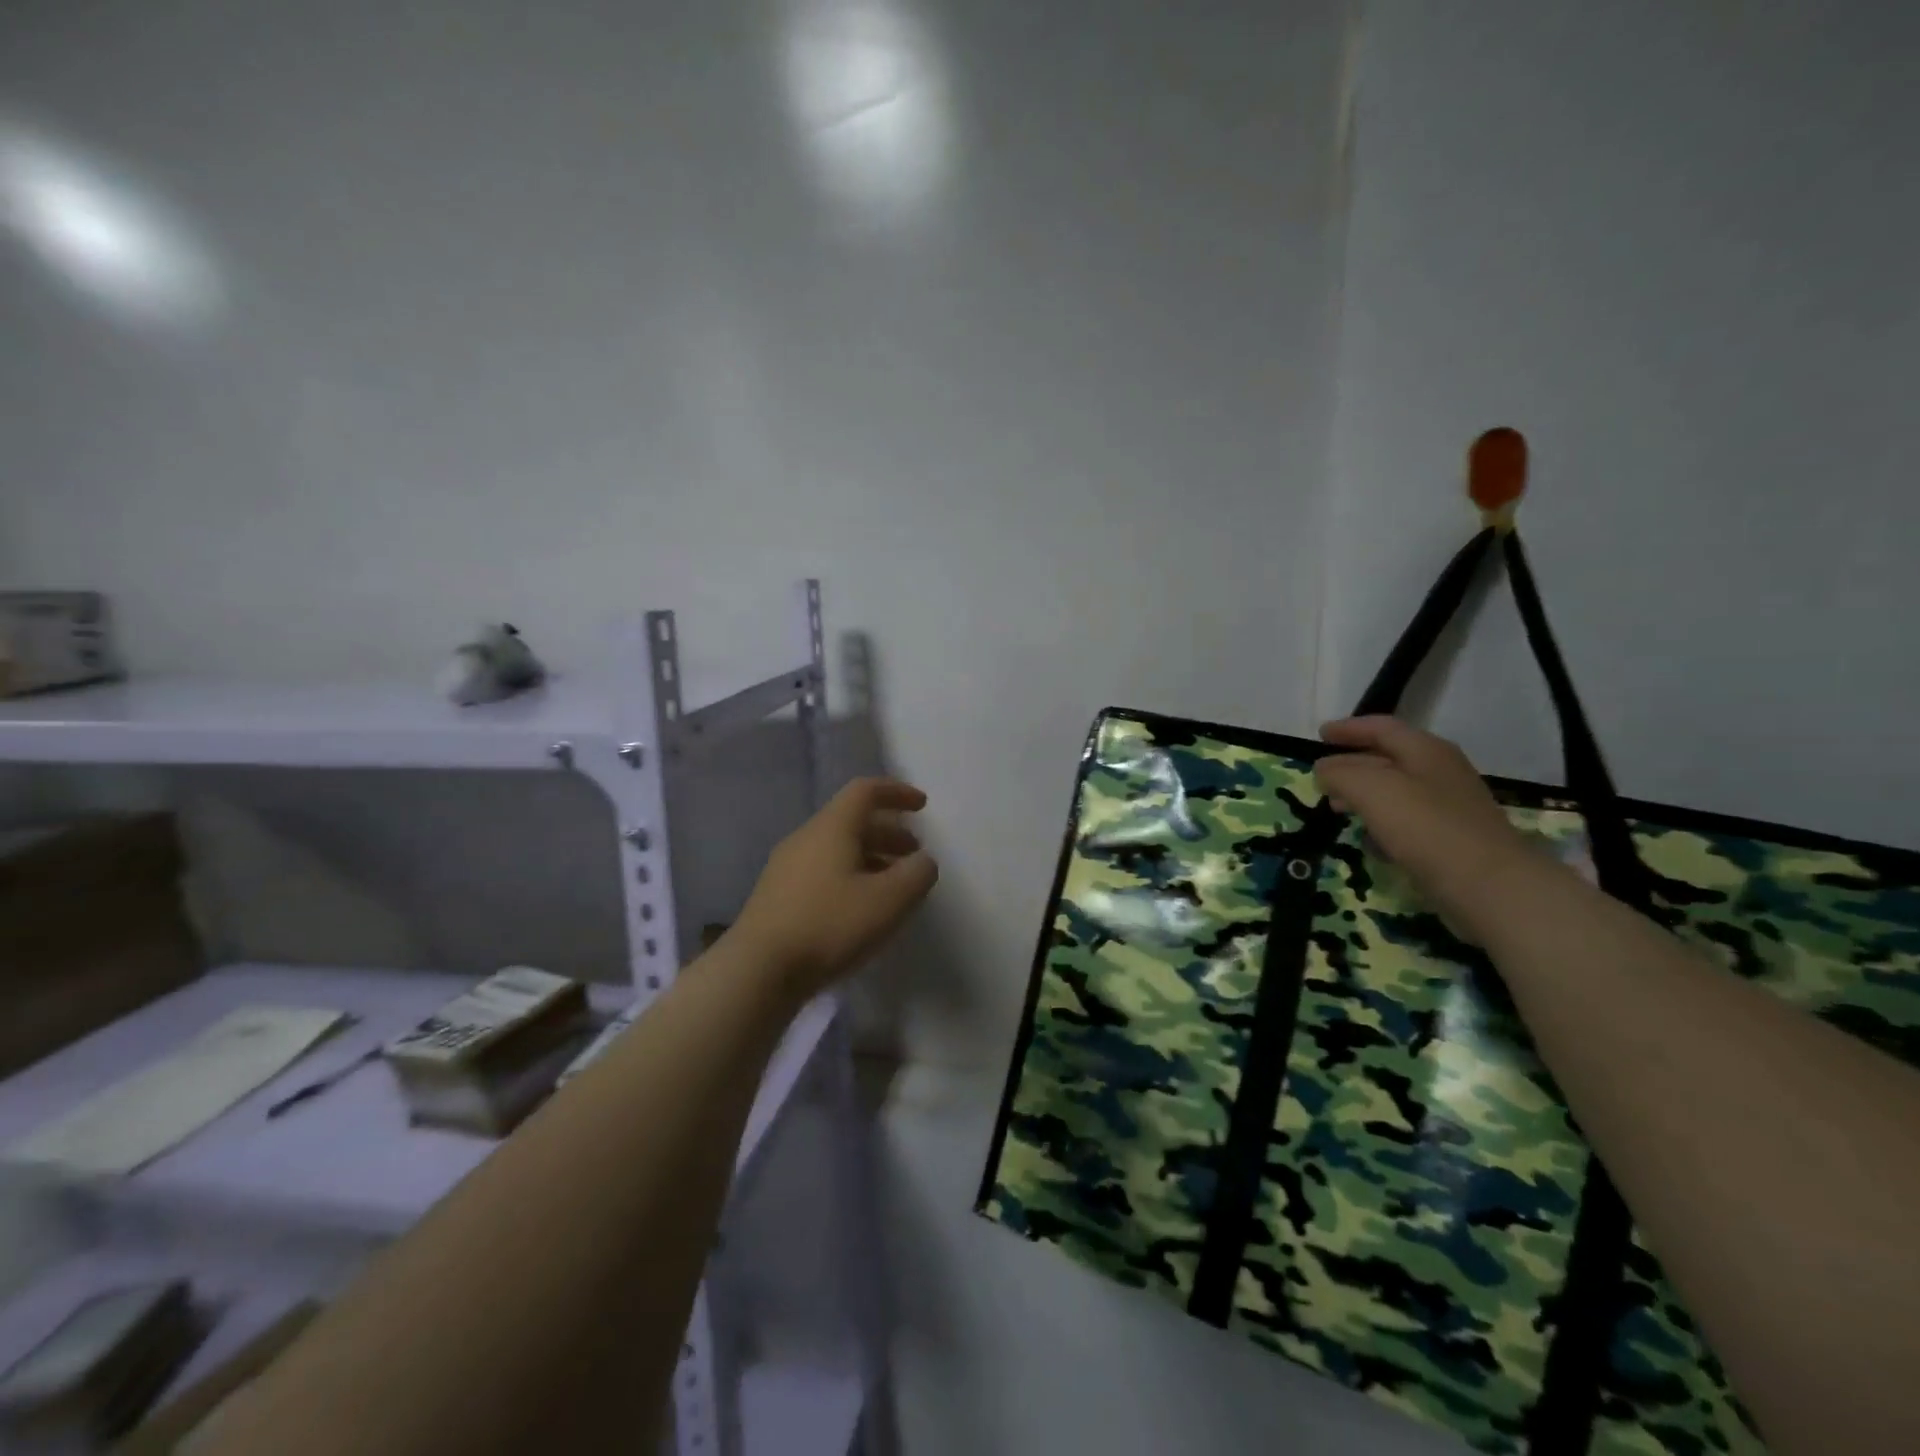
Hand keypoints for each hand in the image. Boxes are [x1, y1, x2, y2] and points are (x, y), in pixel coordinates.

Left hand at [729, 777, 937, 1000]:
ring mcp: (786, 868)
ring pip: (836, 849)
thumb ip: (917, 874)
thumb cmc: (829, 925)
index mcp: (832, 827)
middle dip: (888, 832)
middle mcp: (806, 838)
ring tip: (893, 887)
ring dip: (870, 858)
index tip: (922, 806)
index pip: (865, 791)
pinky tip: (860, 910)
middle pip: (851, 821)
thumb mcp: (889, 900)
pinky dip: (850, 878)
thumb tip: (923, 861)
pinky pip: (822, 872)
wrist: (758, 971)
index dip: (896, 792)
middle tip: (914, 855)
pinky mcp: (777, 897)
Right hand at [1315, 717, 1537, 927]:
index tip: (1319, 735)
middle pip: (1389, 759)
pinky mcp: (1452, 839)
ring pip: (1397, 792)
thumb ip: (1341, 774)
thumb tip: (1324, 770)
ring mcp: (1450, 807)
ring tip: (1337, 809)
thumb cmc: (1426, 827)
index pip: (1382, 727)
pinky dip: (1383, 824)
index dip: (1348, 729)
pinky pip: (1408, 822)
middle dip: (1352, 765)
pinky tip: (1369, 842)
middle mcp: (1441, 772)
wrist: (1490, 886)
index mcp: (1426, 751)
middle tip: (1322, 778)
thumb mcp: (1371, 790)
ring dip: (1364, 796)